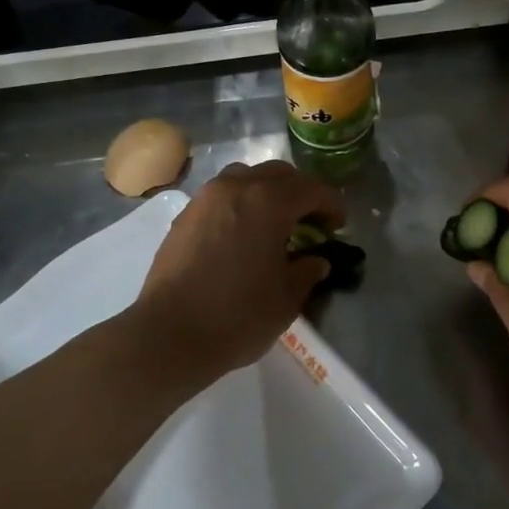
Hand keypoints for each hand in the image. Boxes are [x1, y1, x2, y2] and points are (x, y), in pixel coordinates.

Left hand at [132, 160, 344, 382]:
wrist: (170, 334)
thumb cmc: (238, 315)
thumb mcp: (287, 298)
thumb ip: (307, 271)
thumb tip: (316, 260)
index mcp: (268, 202)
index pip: (311, 188)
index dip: (331, 204)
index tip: (338, 225)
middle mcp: (235, 188)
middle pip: (277, 174)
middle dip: (300, 193)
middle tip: (311, 221)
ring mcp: (205, 199)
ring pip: (245, 177)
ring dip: (267, 192)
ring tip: (275, 223)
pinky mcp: (184, 217)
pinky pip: (221, 196)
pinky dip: (240, 204)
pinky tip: (243, 235)